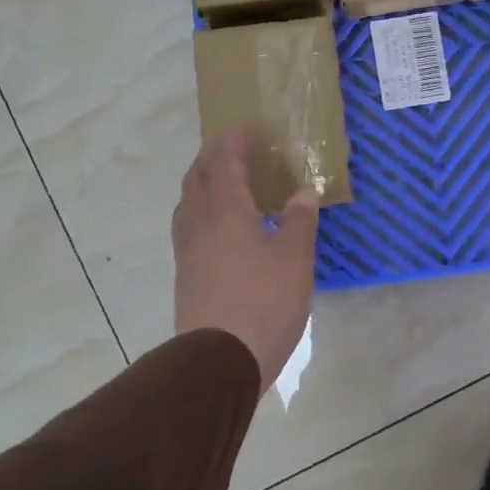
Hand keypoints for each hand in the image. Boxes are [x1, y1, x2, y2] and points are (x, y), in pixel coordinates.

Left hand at [172, 129, 319, 395]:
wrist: (219, 360)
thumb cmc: (264, 302)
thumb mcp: (295, 259)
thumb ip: (300, 221)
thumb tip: (304, 192)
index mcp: (226, 211)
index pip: (224, 164)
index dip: (232, 143)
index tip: (243, 129)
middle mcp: (200, 224)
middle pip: (197, 179)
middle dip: (211, 159)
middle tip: (230, 150)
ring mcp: (187, 252)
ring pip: (188, 205)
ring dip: (202, 185)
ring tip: (223, 184)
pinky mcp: (185, 276)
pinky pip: (189, 228)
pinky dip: (202, 212)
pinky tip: (219, 229)